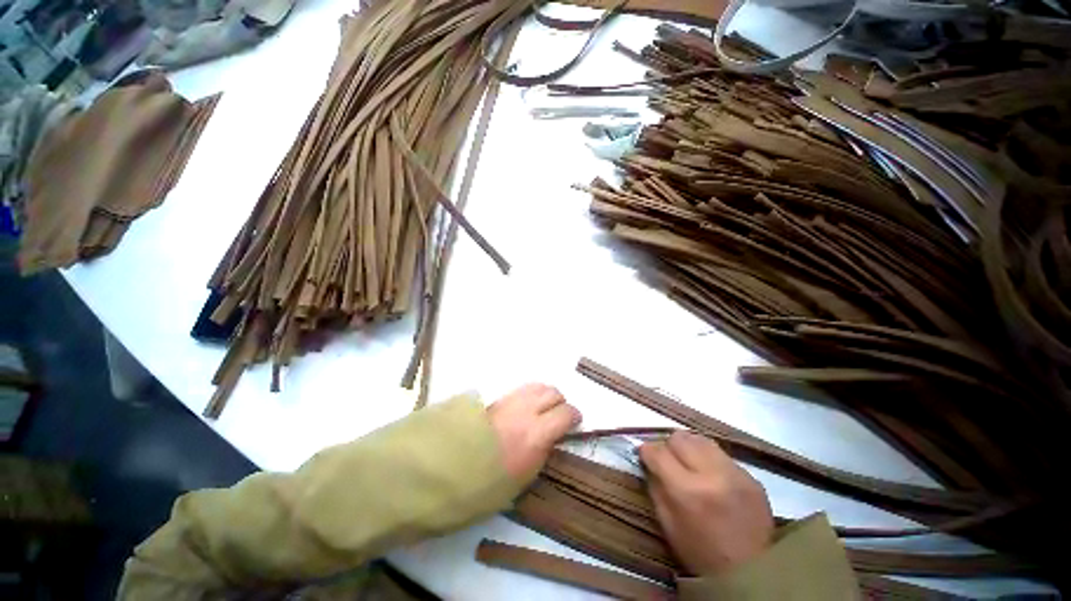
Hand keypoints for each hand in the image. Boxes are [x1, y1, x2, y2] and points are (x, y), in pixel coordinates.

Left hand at [487, 383, 581, 480]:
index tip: (575, 423)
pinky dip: (530, 394)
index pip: (566, 413)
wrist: (454, 467)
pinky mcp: (497, 398)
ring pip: (538, 386)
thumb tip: (553, 435)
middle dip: (560, 403)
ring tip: (543, 409)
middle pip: (553, 393)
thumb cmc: (491, 482)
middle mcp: (526, 410)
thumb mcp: (527, 474)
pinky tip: (526, 406)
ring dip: (546, 395)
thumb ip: (544, 448)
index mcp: (536, 434)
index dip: (574, 416)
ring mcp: (510, 401)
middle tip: (558, 416)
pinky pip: (522, 388)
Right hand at [640, 431, 773, 575]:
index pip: (658, 452)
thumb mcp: (668, 524)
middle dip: (668, 446)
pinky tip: (712, 476)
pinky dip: (710, 459)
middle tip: (668, 460)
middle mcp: (712, 474)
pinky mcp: (752, 476)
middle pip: (679, 438)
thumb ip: (655, 487)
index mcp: (688, 491)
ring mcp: (736, 473)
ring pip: (700, 439)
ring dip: (689, 447)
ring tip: (689, 463)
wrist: (754, 574)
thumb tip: (649, 462)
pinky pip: (722, 454)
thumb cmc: (701, 553)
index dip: (646, 450)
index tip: (644, 454)